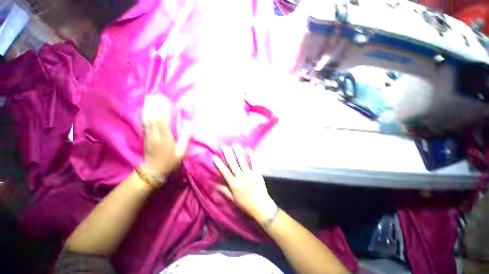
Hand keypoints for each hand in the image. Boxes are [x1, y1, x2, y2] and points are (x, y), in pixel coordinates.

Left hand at [141, 94, 189, 175]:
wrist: (153, 171)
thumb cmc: (170, 161)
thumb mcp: (182, 152)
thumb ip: (186, 138)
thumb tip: (189, 124)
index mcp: (165, 138)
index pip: (164, 121)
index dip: (164, 109)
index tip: (166, 99)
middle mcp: (155, 135)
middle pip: (153, 118)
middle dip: (154, 105)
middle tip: (156, 94)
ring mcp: (148, 135)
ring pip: (146, 119)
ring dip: (147, 107)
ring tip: (149, 97)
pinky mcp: (145, 136)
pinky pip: (144, 123)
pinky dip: (144, 114)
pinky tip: (145, 108)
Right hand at [213, 146, 275, 222]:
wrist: (261, 206)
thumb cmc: (245, 204)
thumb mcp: (233, 199)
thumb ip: (224, 191)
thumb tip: (215, 185)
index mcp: (234, 184)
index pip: (224, 172)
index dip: (219, 163)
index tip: (215, 156)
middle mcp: (241, 177)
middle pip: (233, 163)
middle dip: (228, 154)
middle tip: (224, 146)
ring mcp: (250, 174)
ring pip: (242, 161)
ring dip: (238, 152)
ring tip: (234, 144)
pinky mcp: (257, 173)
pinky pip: (254, 163)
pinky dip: (252, 155)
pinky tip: (248, 149)